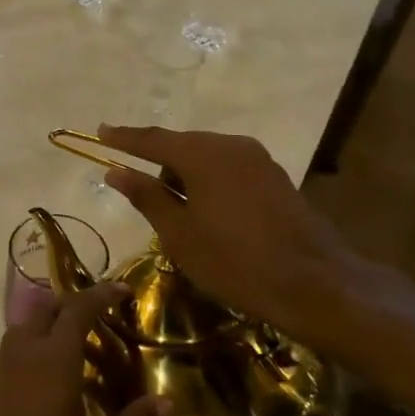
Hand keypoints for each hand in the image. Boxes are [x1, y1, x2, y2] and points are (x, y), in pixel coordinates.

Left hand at [0, 281, 169, 415]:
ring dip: (48, 325)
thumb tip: (167, 403)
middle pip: (45, 308)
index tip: (122, 289)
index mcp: (53, 358)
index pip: (78, 309)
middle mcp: (24, 352)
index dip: (101, 294)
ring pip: (24, 328)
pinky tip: (47, 380)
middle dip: (71, 303)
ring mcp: (1, 369)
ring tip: (74, 347)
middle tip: (97, 317)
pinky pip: (13, 352)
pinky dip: (33, 349)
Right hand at [95, 125, 364, 344]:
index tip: (99, 131)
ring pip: (207, 158)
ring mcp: (258, 160)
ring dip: (185, 176)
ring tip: (174, 213)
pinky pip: (228, 170)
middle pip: (181, 146)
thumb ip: (146, 196)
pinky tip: (206, 212)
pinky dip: (209, 183)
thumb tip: (115, 171)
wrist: (315, 284)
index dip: (123, 138)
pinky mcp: (275, 178)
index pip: (152, 140)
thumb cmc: (234, 261)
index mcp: (202, 155)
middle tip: (136, 186)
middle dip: (156, 163)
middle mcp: (231, 146)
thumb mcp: (179, 233)